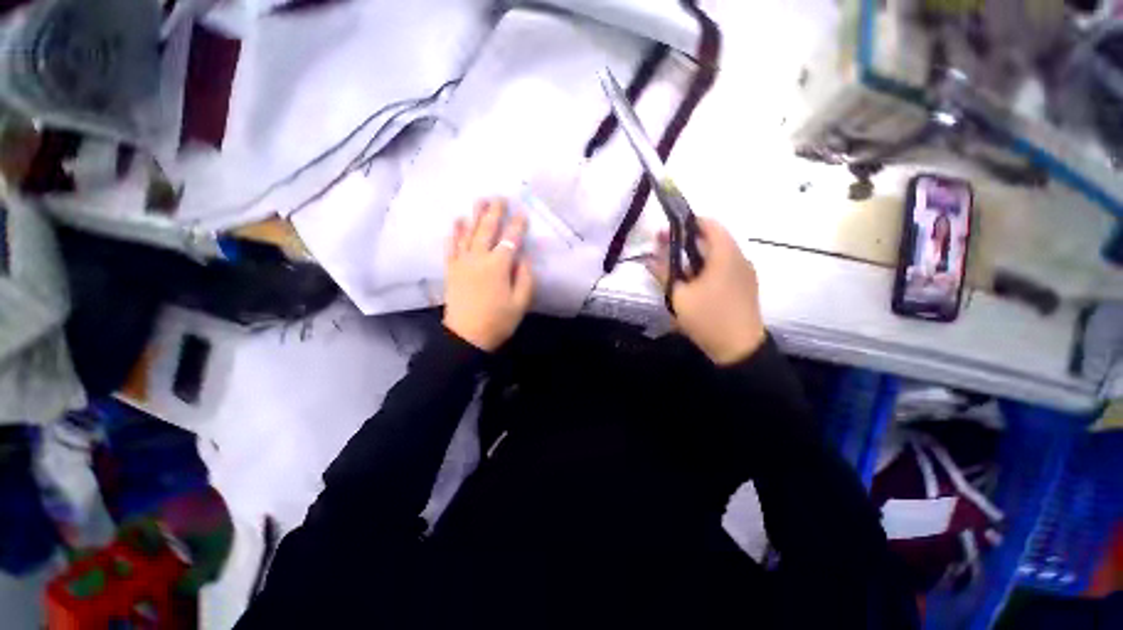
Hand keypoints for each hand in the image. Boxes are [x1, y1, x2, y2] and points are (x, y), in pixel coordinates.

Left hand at [443, 198, 534, 351]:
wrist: (466, 336)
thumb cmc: (498, 321)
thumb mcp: (521, 303)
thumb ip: (525, 278)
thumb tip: (524, 257)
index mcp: (498, 266)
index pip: (510, 239)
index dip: (517, 225)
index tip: (522, 212)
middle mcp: (478, 258)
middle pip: (487, 230)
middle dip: (494, 212)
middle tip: (499, 197)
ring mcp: (462, 262)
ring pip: (468, 233)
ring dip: (474, 216)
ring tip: (479, 201)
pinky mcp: (451, 269)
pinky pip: (451, 246)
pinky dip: (454, 233)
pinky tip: (457, 221)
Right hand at [647, 218, 765, 364]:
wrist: (740, 349)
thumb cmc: (708, 318)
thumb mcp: (680, 296)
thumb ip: (664, 273)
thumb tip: (649, 259)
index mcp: (725, 255)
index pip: (709, 224)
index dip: (687, 223)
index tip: (667, 233)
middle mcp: (739, 258)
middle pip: (712, 239)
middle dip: (685, 241)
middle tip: (663, 250)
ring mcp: (744, 273)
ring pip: (717, 255)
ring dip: (694, 256)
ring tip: (673, 267)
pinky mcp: (744, 287)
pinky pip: (723, 268)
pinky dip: (705, 268)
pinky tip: (690, 282)